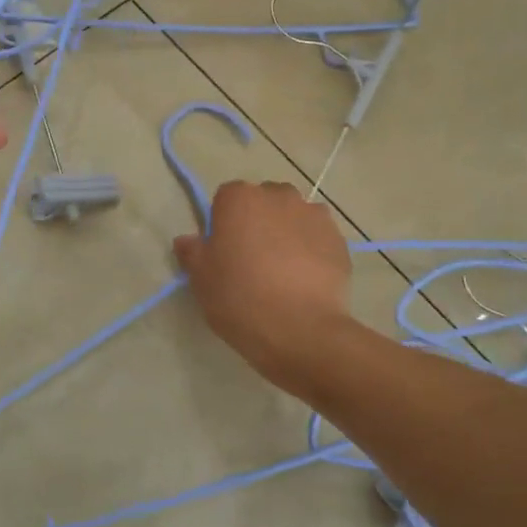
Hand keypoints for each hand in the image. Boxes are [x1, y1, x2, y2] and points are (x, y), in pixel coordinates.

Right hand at [172, 180, 352, 392]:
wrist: (301, 330)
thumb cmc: (240, 298)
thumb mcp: (202, 279)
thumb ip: (192, 252)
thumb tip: (187, 240)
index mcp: (240, 199)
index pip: (225, 198)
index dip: (223, 224)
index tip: (223, 252)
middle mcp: (279, 196)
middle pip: (263, 202)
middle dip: (257, 222)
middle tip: (251, 260)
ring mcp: (314, 215)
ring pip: (294, 217)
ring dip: (286, 233)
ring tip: (283, 271)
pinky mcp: (339, 240)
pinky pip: (318, 238)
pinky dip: (312, 250)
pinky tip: (305, 280)